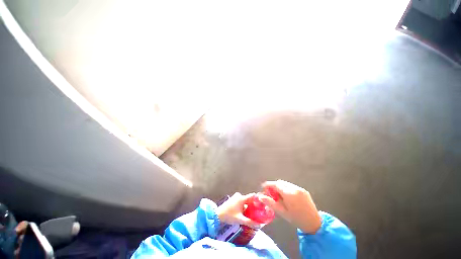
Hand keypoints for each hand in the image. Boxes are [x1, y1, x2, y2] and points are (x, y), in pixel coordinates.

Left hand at [216, 192, 261, 228]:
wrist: (218, 214)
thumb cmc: (229, 215)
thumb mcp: (240, 220)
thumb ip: (250, 222)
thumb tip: (259, 225)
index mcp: (242, 198)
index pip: (252, 196)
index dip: (258, 199)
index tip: (262, 204)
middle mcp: (239, 196)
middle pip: (249, 199)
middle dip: (253, 205)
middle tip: (258, 211)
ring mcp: (236, 197)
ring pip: (245, 201)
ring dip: (248, 206)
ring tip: (252, 213)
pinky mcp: (233, 200)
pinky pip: (241, 202)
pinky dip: (244, 206)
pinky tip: (245, 213)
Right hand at [259, 180, 321, 233]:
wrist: (314, 223)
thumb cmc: (296, 219)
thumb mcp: (282, 212)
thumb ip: (270, 203)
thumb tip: (260, 197)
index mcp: (289, 193)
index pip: (275, 184)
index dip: (268, 185)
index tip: (263, 187)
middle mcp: (294, 188)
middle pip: (280, 182)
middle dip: (274, 186)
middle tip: (271, 194)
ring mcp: (300, 188)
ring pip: (286, 184)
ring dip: (280, 187)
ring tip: (278, 196)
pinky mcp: (304, 190)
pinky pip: (292, 186)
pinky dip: (286, 188)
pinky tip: (287, 197)